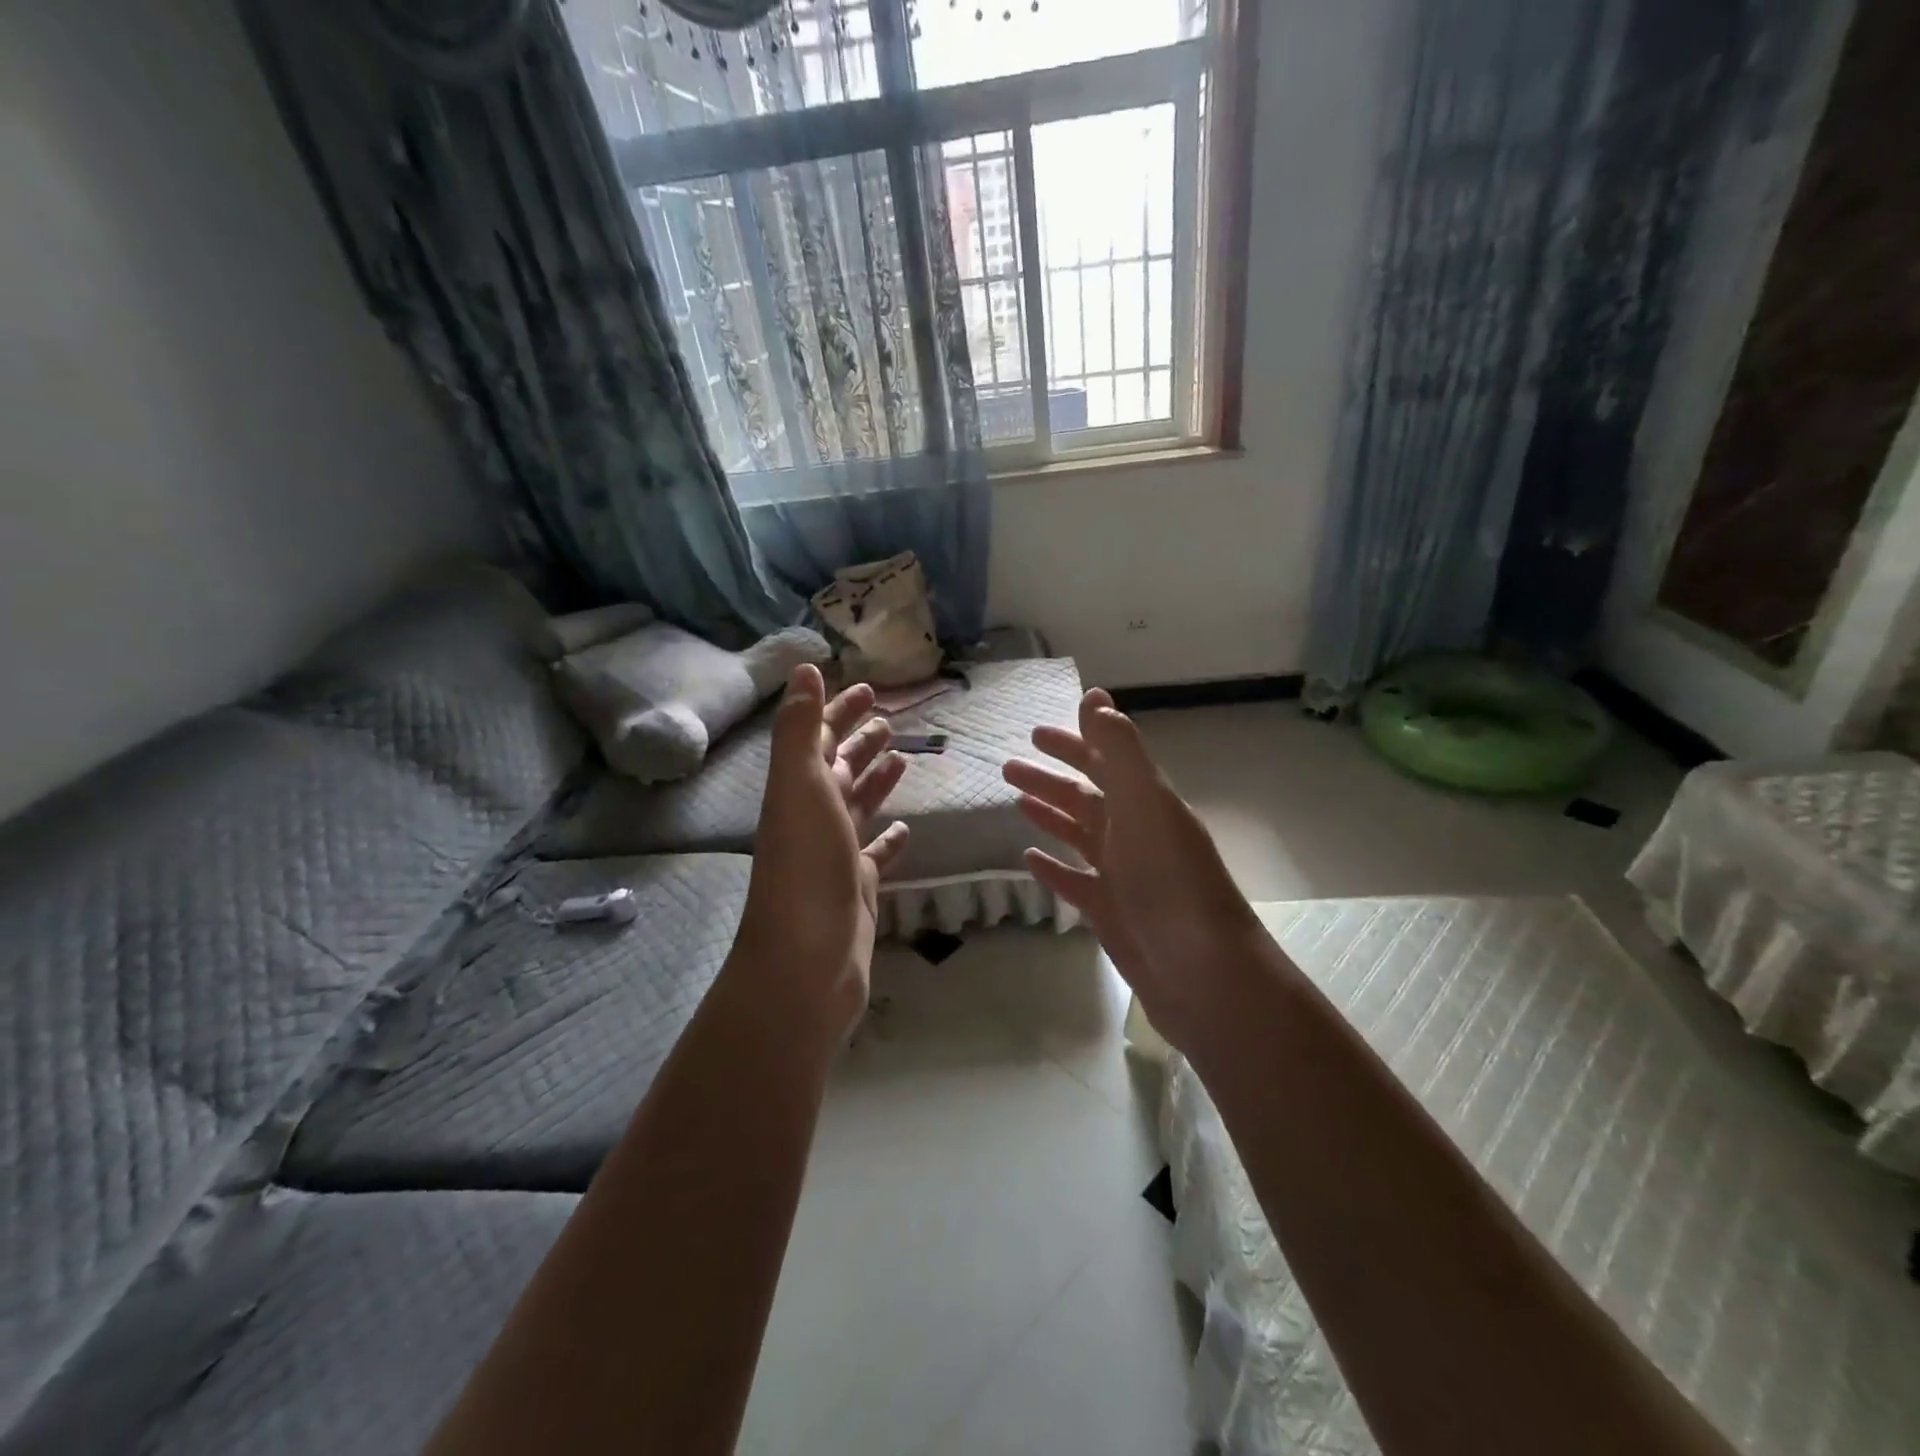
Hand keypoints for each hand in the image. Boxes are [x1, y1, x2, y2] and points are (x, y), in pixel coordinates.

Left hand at [732, 665, 910, 1040]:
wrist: (807, 959)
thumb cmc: (806, 865)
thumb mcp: (800, 785)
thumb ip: (801, 728)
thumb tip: (804, 669)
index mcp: (798, 789)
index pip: (820, 737)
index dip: (838, 710)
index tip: (866, 687)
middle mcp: (813, 817)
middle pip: (838, 769)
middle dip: (859, 741)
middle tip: (888, 719)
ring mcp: (835, 855)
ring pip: (857, 807)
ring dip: (875, 781)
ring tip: (901, 758)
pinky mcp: (857, 888)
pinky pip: (875, 855)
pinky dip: (889, 838)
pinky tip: (906, 828)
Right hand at [1003, 688, 1259, 1051]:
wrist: (1205, 975)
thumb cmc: (1172, 883)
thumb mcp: (1144, 806)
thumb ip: (1119, 751)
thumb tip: (1094, 695)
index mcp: (1145, 804)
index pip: (1104, 762)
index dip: (1072, 744)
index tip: (1034, 734)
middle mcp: (1134, 834)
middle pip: (1086, 798)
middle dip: (1050, 780)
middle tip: (1007, 768)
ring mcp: (1123, 875)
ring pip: (1079, 836)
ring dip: (1048, 816)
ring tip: (1014, 803)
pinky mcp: (1111, 913)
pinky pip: (1075, 881)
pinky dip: (1053, 867)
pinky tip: (1028, 859)